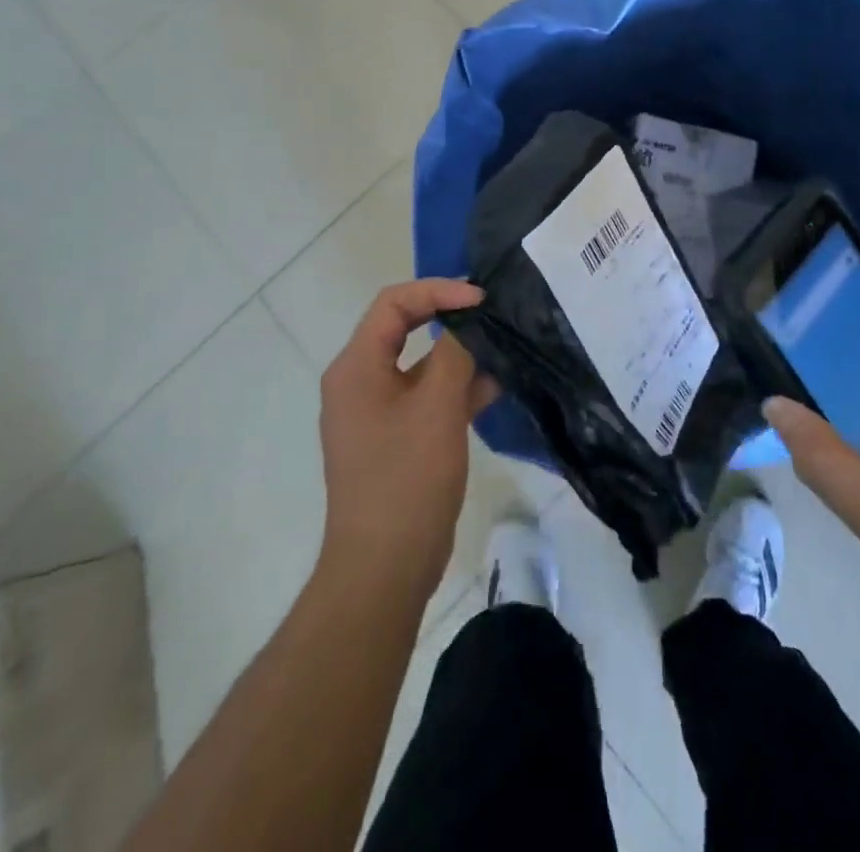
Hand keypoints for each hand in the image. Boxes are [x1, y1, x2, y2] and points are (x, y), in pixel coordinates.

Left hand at [318, 280, 493, 602]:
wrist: (384, 569)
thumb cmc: (406, 479)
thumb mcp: (437, 407)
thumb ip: (455, 354)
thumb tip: (469, 324)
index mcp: (357, 367)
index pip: (394, 303)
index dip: (438, 291)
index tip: (480, 300)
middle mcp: (359, 382)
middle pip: (405, 329)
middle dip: (450, 319)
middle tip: (493, 315)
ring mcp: (375, 413)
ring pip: (419, 365)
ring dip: (458, 356)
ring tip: (502, 352)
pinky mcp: (394, 438)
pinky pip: (424, 397)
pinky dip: (455, 389)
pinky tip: (493, 390)